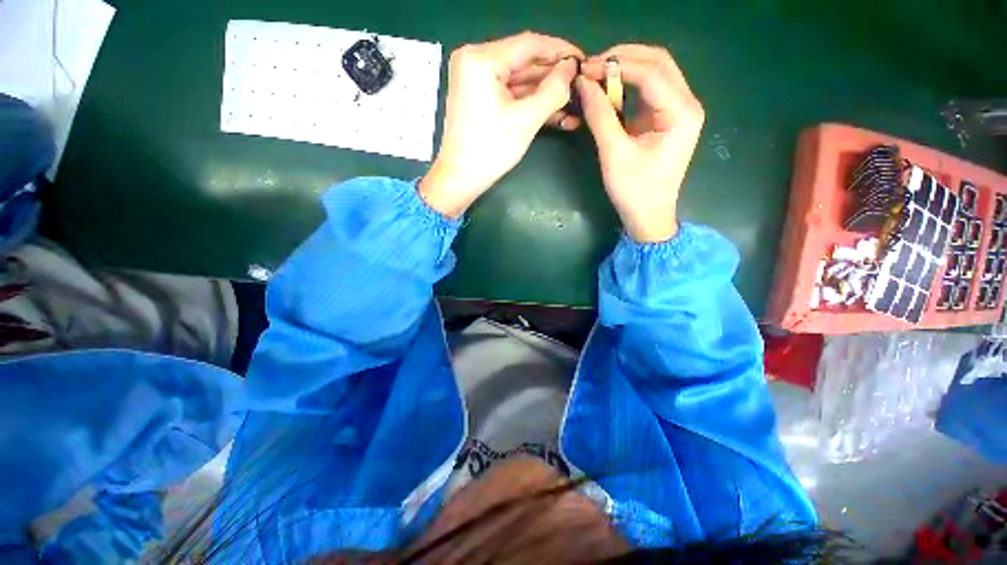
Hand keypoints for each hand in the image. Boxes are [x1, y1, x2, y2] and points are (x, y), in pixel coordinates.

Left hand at [419, 32, 581, 217]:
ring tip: (573, 104)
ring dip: (545, 94)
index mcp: (481, 59)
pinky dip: (530, 103)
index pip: (529, 44)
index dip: (560, 51)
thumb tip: (571, 69)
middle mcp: (475, 61)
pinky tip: (555, 113)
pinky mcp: (479, 98)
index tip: (583, 61)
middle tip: (580, 86)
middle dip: (554, 77)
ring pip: (519, 81)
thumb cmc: (490, 150)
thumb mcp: (526, 120)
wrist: (460, 179)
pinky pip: (510, 95)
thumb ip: (553, 90)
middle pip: (524, 62)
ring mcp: (476, 80)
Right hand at [578, 45, 704, 241]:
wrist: (648, 216)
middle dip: (624, 59)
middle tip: (592, 66)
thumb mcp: (614, 154)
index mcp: (681, 113)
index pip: (651, 72)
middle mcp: (686, 104)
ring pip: (655, 72)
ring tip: (597, 74)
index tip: (587, 68)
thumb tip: (583, 84)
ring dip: (626, 69)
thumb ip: (600, 116)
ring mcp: (678, 110)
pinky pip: (649, 91)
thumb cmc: (634, 191)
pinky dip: (628, 86)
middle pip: (659, 63)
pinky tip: (609, 89)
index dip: (618, 64)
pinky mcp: (666, 119)